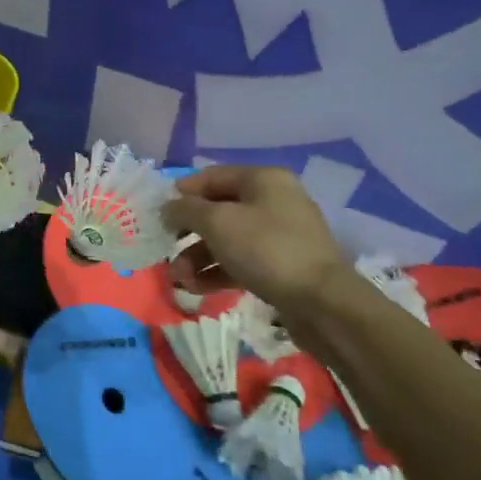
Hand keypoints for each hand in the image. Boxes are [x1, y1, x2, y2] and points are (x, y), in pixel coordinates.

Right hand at [162, 165, 347, 311]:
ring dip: (197, 257)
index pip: (212, 177)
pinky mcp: (281, 266)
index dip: (182, 193)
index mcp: (263, 180)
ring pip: (227, 239)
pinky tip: (196, 288)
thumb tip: (168, 207)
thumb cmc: (266, 249)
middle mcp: (273, 201)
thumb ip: (186, 210)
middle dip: (188, 233)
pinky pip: (241, 261)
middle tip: (165, 250)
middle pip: (218, 210)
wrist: (322, 302)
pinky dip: (217, 272)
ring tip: (178, 279)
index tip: (158, 214)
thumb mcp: (218, 222)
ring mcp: (279, 235)